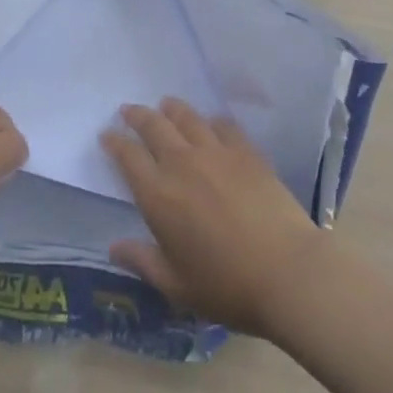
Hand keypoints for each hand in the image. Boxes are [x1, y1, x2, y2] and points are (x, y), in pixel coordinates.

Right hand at [102, 98, 327, 335]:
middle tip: (128, 110)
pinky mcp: (245, 149)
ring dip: (171, 108)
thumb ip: (143, 262)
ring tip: (165, 105)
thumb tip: (114, 247)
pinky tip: (210, 123)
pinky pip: (222, 124)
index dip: (115, 142)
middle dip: (137, 115)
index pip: (128, 157)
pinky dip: (210, 120)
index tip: (106, 134)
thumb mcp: (177, 287)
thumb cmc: (226, 287)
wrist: (285, 271)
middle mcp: (182, 164)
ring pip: (186, 117)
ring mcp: (216, 151)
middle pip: (154, 126)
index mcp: (159, 197)